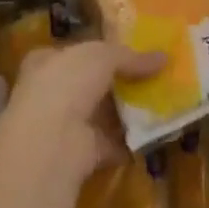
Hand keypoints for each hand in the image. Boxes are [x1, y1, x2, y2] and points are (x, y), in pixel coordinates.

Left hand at [0, 41, 162, 188]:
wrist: (52, 140)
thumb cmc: (68, 83)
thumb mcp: (102, 56)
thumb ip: (129, 56)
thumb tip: (163, 57)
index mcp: (45, 62)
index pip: (71, 53)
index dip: (95, 52)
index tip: (125, 54)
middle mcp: (50, 93)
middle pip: (88, 85)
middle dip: (115, 84)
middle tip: (150, 79)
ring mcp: (63, 126)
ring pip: (99, 115)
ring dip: (124, 113)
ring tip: (159, 104)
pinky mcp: (80, 154)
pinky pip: (110, 144)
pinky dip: (129, 142)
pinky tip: (153, 135)